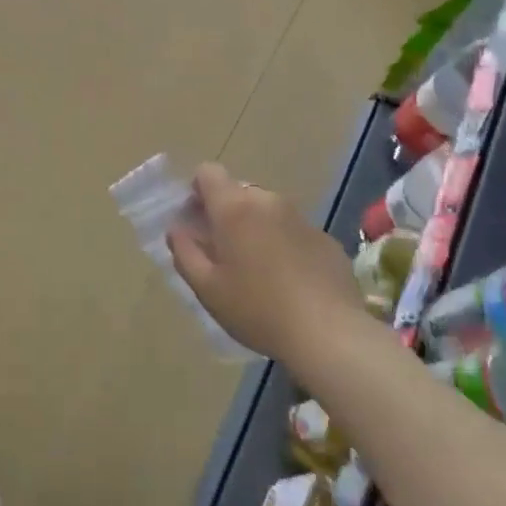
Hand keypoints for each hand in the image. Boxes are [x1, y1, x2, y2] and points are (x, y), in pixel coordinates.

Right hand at [168, 163, 363, 358]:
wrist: (328, 333)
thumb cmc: (256, 309)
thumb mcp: (207, 288)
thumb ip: (185, 252)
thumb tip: (177, 229)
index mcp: (234, 208)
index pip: (208, 172)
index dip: (198, 192)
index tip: (197, 222)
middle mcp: (268, 201)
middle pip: (238, 192)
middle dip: (226, 214)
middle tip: (224, 254)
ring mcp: (301, 217)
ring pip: (267, 211)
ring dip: (256, 228)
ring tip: (257, 270)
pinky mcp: (325, 238)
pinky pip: (293, 230)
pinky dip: (283, 244)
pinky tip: (288, 281)